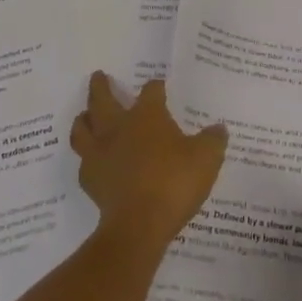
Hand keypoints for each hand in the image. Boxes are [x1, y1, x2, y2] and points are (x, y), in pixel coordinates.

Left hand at [70, 72, 227, 253]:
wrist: (139, 224)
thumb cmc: (174, 182)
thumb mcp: (206, 159)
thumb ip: (213, 140)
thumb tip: (219, 128)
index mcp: (147, 115)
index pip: (151, 91)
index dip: (156, 87)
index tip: (159, 86)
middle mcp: (118, 127)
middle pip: (102, 99)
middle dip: (100, 86)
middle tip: (98, 76)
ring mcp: (99, 152)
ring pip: (82, 127)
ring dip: (83, 118)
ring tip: (85, 116)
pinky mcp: (89, 179)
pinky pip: (84, 161)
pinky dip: (88, 157)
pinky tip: (94, 161)